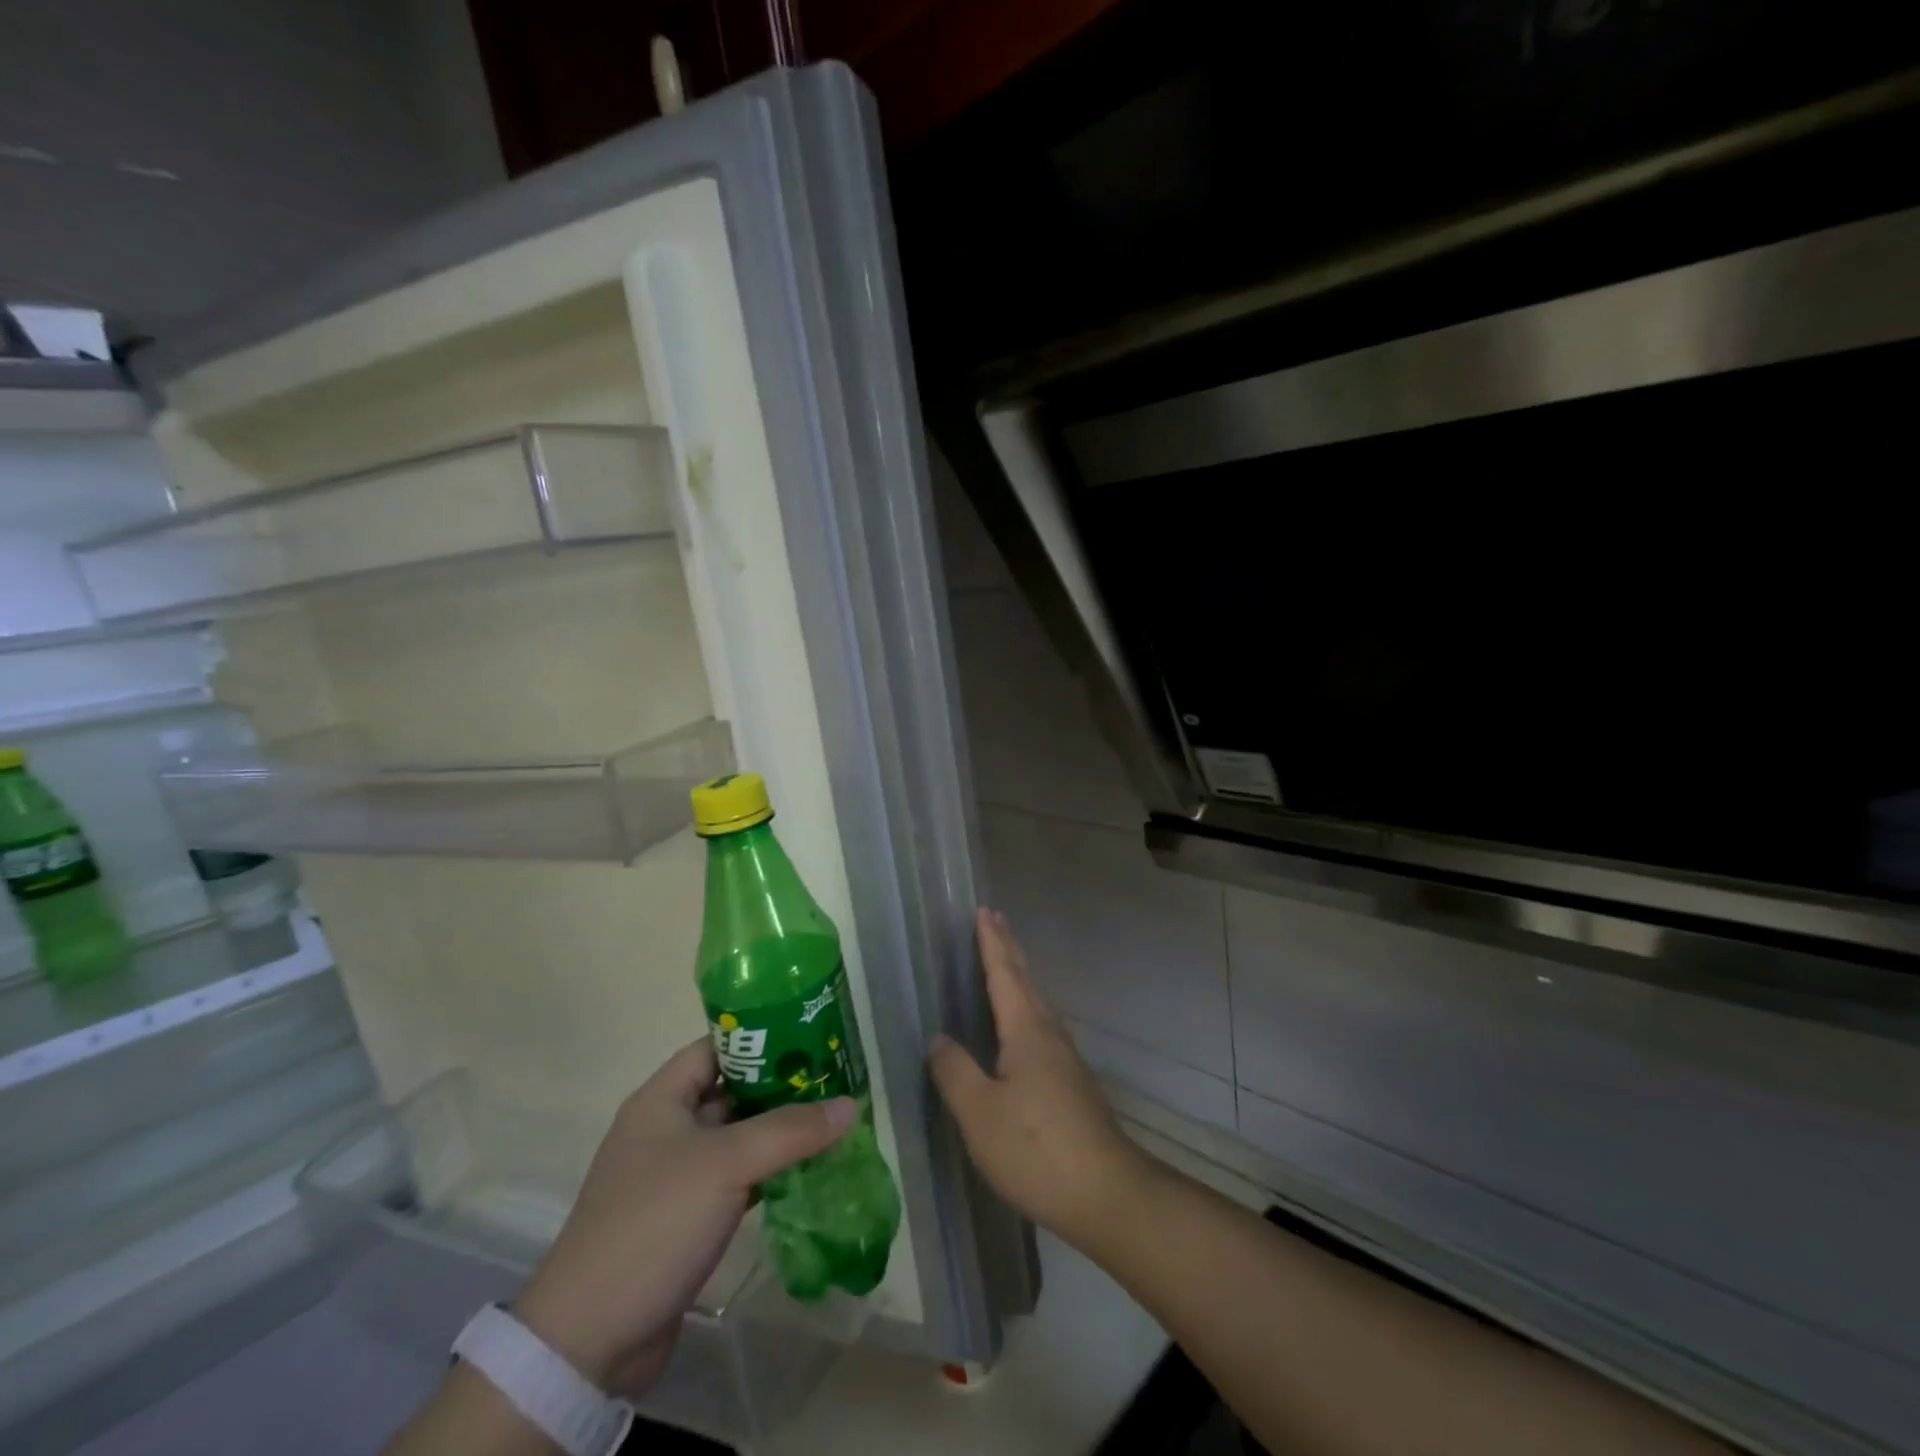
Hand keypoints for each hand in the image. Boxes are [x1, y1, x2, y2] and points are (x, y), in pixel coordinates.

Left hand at [515, 1038, 856, 1397]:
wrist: (590, 1340)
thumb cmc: (654, 1223)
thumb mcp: (726, 1164)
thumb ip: (790, 1130)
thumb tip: (850, 1105)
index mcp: (662, 1100)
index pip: (717, 1047)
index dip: (761, 1038)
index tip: (811, 1037)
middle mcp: (667, 1129)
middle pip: (732, 1092)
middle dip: (781, 1087)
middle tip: (835, 1080)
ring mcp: (676, 1176)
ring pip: (738, 1139)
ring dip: (780, 1133)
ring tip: (834, 1122)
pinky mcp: (687, 1218)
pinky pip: (737, 1180)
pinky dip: (770, 1174)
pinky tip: (810, 1172)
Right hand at [929, 908, 1152, 1247]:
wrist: (1106, 1193)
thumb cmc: (1036, 1148)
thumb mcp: (980, 1113)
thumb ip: (955, 1072)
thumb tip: (938, 1039)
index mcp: (1026, 1030)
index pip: (1005, 973)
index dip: (992, 942)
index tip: (984, 911)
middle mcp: (1049, 1034)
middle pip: (1026, 980)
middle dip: (1008, 949)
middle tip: (994, 921)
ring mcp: (1065, 1059)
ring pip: (1037, 1003)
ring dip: (1018, 977)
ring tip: (1003, 964)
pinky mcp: (1071, 1083)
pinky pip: (1041, 1027)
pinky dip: (1025, 1008)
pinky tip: (1019, 1029)